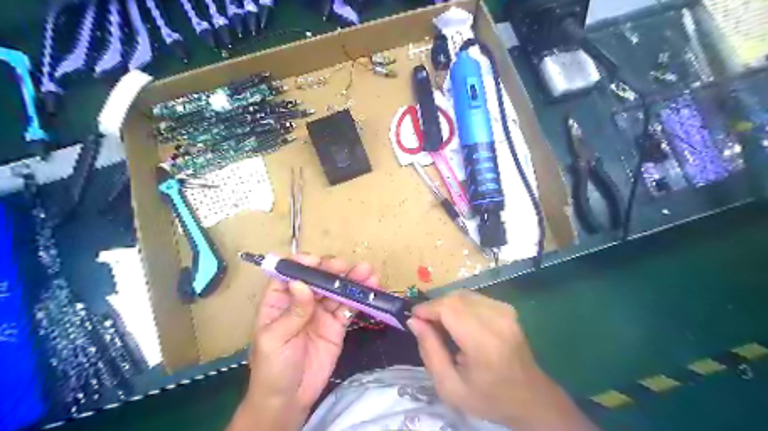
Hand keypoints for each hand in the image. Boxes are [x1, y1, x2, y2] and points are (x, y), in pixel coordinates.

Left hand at [237, 255, 376, 428]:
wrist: (289, 400)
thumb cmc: (271, 368)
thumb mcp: (274, 340)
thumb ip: (292, 312)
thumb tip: (302, 283)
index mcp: (279, 300)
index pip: (290, 274)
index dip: (303, 264)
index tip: (316, 262)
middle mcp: (302, 301)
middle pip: (318, 279)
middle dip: (333, 270)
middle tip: (348, 267)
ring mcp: (321, 312)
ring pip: (337, 291)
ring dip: (352, 280)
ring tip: (368, 272)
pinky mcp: (337, 325)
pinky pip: (349, 308)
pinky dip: (360, 299)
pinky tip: (370, 290)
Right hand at [408, 289, 599, 430]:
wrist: (531, 398)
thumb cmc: (488, 398)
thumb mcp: (450, 387)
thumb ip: (430, 352)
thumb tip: (414, 321)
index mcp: (484, 342)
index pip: (449, 308)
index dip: (427, 308)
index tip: (413, 319)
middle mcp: (497, 319)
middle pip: (455, 298)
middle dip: (435, 307)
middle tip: (425, 325)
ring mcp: (505, 311)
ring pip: (463, 295)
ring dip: (446, 305)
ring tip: (441, 326)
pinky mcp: (507, 308)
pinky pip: (474, 298)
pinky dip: (460, 305)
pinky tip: (458, 323)